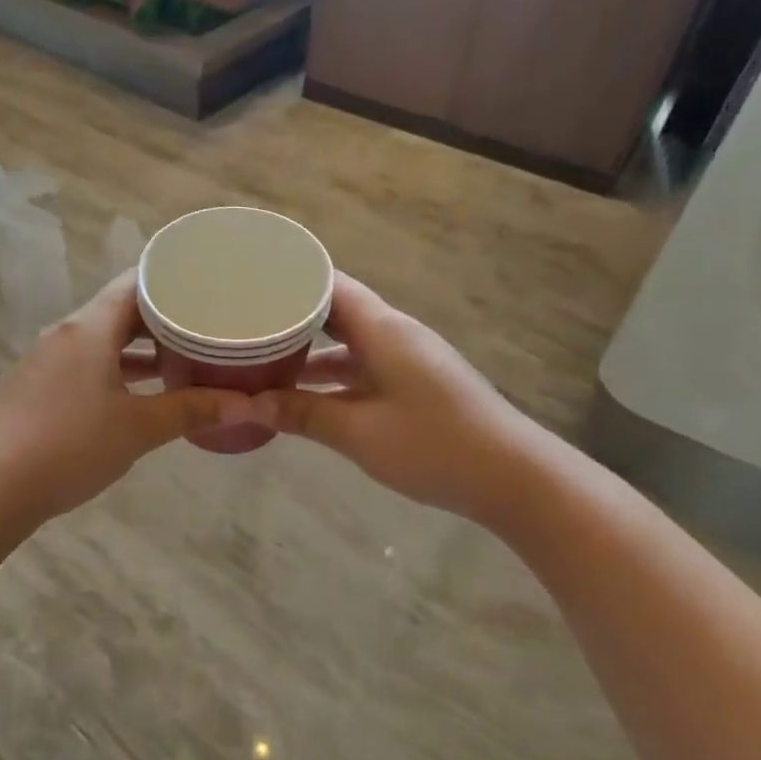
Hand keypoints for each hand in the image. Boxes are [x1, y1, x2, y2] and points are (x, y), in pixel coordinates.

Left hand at [0, 273, 256, 529]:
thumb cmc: (68, 447)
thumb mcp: (138, 429)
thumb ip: (191, 411)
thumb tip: (247, 405)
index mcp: (89, 328)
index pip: (136, 282)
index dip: (172, 280)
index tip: (207, 285)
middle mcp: (62, 334)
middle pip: (117, 311)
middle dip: (160, 319)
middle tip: (203, 324)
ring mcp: (41, 362)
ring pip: (98, 342)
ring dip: (134, 349)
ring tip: (176, 359)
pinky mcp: (28, 390)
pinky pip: (78, 366)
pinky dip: (109, 370)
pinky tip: (128, 396)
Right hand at [251, 274, 541, 525]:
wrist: (513, 478)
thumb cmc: (434, 445)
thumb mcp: (359, 432)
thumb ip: (303, 414)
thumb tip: (250, 404)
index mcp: (383, 330)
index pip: (330, 285)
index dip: (290, 281)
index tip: (249, 286)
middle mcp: (395, 335)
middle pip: (336, 312)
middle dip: (292, 319)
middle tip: (247, 325)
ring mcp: (408, 361)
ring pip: (349, 345)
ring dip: (311, 354)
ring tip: (264, 363)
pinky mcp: (416, 385)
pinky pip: (364, 368)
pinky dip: (333, 378)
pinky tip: (306, 398)